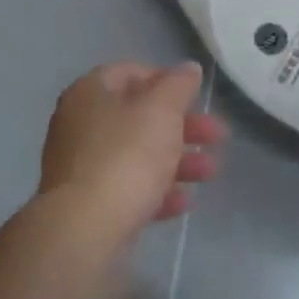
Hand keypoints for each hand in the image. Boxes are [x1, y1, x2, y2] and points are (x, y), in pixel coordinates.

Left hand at [39, 61, 225, 243]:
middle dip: (183, 126)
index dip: (167, 80)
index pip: (131, 72)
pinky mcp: (89, 205)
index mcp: (90, 92)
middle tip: (217, 136)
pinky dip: (157, 191)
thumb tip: (188, 68)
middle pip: (138, 116)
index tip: (197, 96)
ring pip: (137, 154)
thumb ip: (178, 85)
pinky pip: (129, 188)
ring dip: (177, 160)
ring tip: (210, 172)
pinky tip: (184, 202)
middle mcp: (80, 124)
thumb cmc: (126, 155)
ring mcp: (82, 167)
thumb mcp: (161, 110)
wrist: (85, 230)